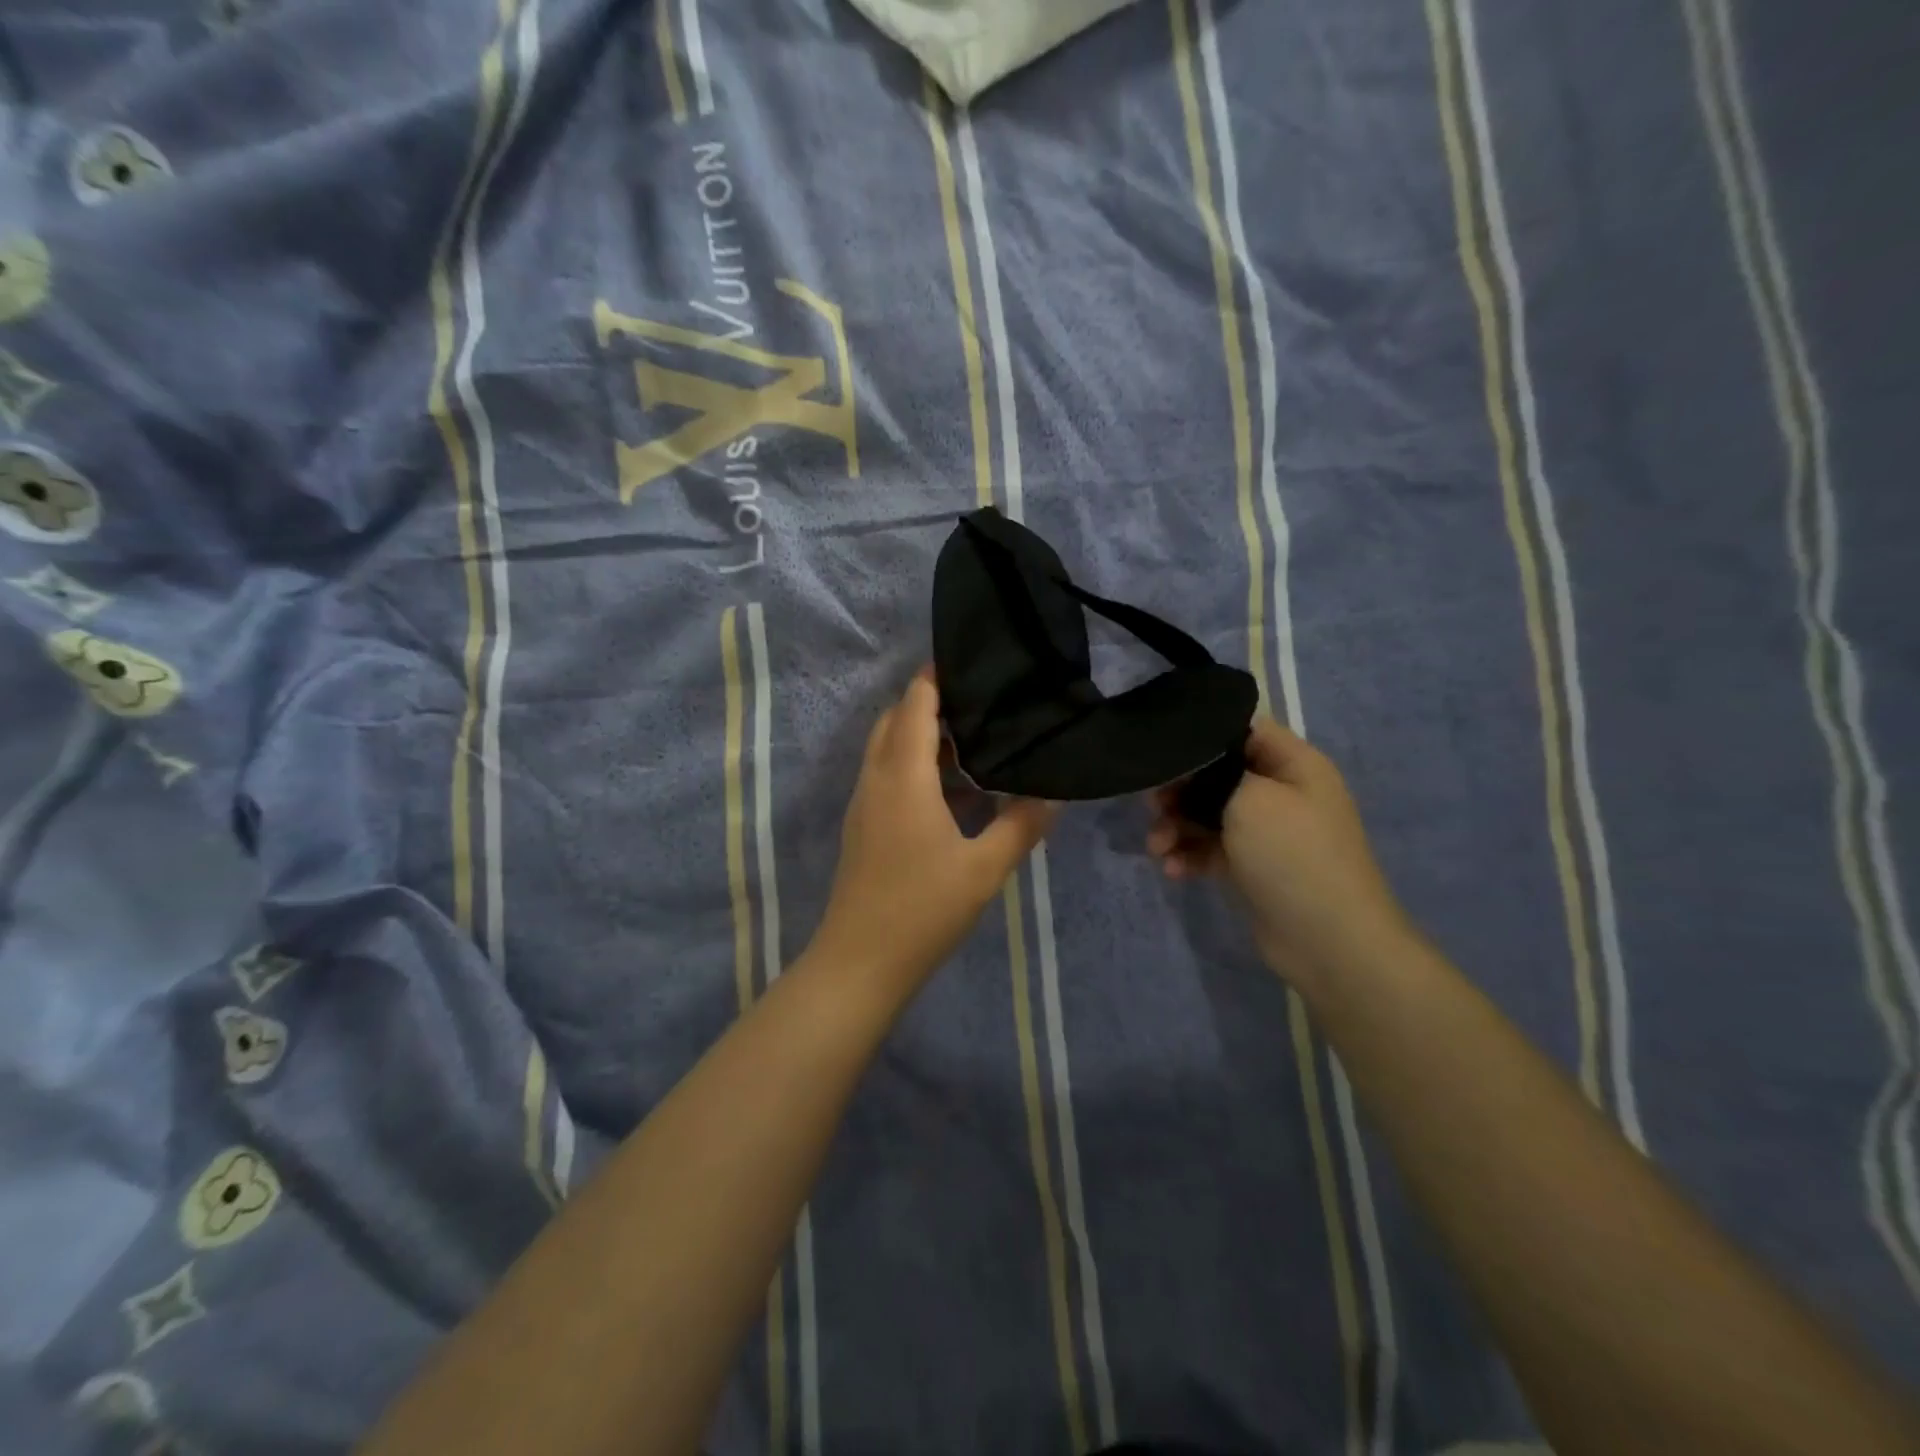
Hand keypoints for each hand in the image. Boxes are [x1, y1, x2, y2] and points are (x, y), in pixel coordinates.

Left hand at [806, 671, 1056, 997]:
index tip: (971, 662)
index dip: (936, 677)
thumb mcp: (983, 869)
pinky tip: (952, 789)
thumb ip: (1020, 825)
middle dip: (930, 703)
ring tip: (973, 740)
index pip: (914, 704)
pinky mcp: (862, 826)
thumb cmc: (922, 910)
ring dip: (920, 736)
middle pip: (895, 720)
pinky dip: (913, 765)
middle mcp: (876, 778)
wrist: (859, 964)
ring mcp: (864, 803)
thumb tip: (1052, 794)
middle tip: (980, 704)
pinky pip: (885, 775)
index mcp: (902, 776)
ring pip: (887, 748)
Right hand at [1147, 718, 1412, 987]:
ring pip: (1208, 813)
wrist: (1328, 941)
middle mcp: (1281, 792)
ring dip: (1177, 827)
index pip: (1243, 730)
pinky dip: (1189, 855)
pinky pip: (1211, 848)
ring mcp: (1267, 832)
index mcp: (1294, 764)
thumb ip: (1215, 773)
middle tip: (1152, 804)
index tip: (1163, 752)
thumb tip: (1191, 769)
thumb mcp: (1252, 799)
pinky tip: (1173, 870)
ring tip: (1157, 848)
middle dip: (1180, 789)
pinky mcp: (1251, 866)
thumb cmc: (1293, 856)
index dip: (1201, 737)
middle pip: (1217, 774)